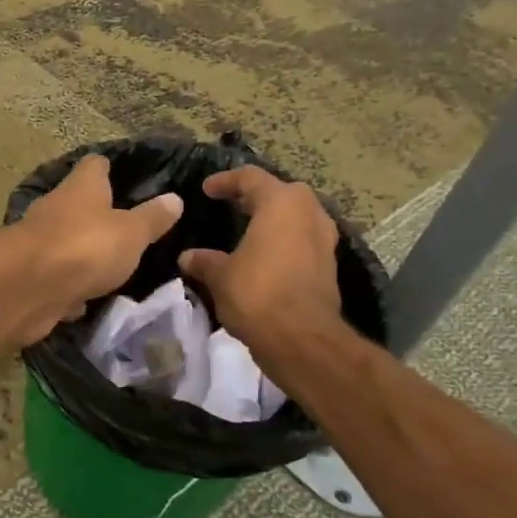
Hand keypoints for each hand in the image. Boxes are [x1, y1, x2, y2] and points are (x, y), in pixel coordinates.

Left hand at [7, 154, 182, 344]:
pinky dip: (69, 287)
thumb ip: (152, 218)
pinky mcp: (31, 275)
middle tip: (128, 230)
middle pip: (78, 203)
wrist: (28, 288)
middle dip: (98, 215)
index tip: (128, 178)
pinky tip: (85, 300)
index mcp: (81, 187)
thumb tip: (175, 198)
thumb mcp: (132, 233)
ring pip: (66, 242)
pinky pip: (57, 278)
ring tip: (111, 266)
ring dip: (83, 253)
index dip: (111, 169)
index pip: (95, 165)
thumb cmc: (86, 246)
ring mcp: (39, 242)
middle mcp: (56, 207)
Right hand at [177, 167, 342, 346]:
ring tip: (250, 230)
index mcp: (282, 203)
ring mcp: (325, 240)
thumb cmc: (257, 294)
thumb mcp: (220, 276)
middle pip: (282, 193)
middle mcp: (309, 213)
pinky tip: (265, 257)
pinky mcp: (329, 266)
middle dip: (257, 196)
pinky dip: (285, 242)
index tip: (207, 190)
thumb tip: (188, 257)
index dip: (226, 181)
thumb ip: (204, 261)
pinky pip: (303, 241)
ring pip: (297, 217)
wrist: (303, 339)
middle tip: (233, 205)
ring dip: (275, 220)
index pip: (251, 178)